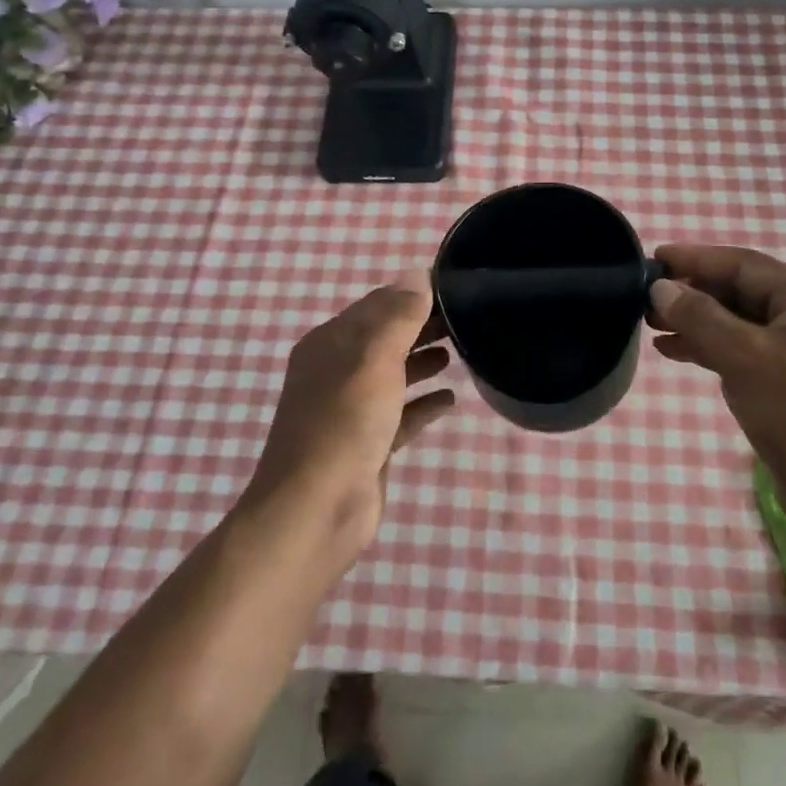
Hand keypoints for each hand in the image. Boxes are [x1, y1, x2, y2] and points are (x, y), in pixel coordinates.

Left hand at [248, 270, 454, 562]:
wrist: (316, 511)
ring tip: (461, 351)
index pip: (377, 304)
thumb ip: (398, 316)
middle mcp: (337, 371)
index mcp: (331, 343)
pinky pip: (400, 414)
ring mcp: (351, 410)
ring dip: (423, 360)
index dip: (413, 293)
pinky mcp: (367, 444)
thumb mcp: (373, 359)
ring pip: (393, 374)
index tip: (455, 287)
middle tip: (468, 318)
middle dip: (423, 325)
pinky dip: (423, 403)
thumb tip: (417, 274)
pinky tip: (450, 400)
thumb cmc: (344, 423)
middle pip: (386, 337)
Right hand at [649, 244, 785, 511]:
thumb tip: (659, 288)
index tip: (653, 258)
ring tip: (651, 324)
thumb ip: (699, 317)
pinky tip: (674, 351)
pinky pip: (742, 350)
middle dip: (693, 293)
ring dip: (696, 322)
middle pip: (740, 292)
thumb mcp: (745, 356)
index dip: (695, 259)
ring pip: (738, 323)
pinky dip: (710, 348)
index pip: (744, 265)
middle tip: (646, 297)